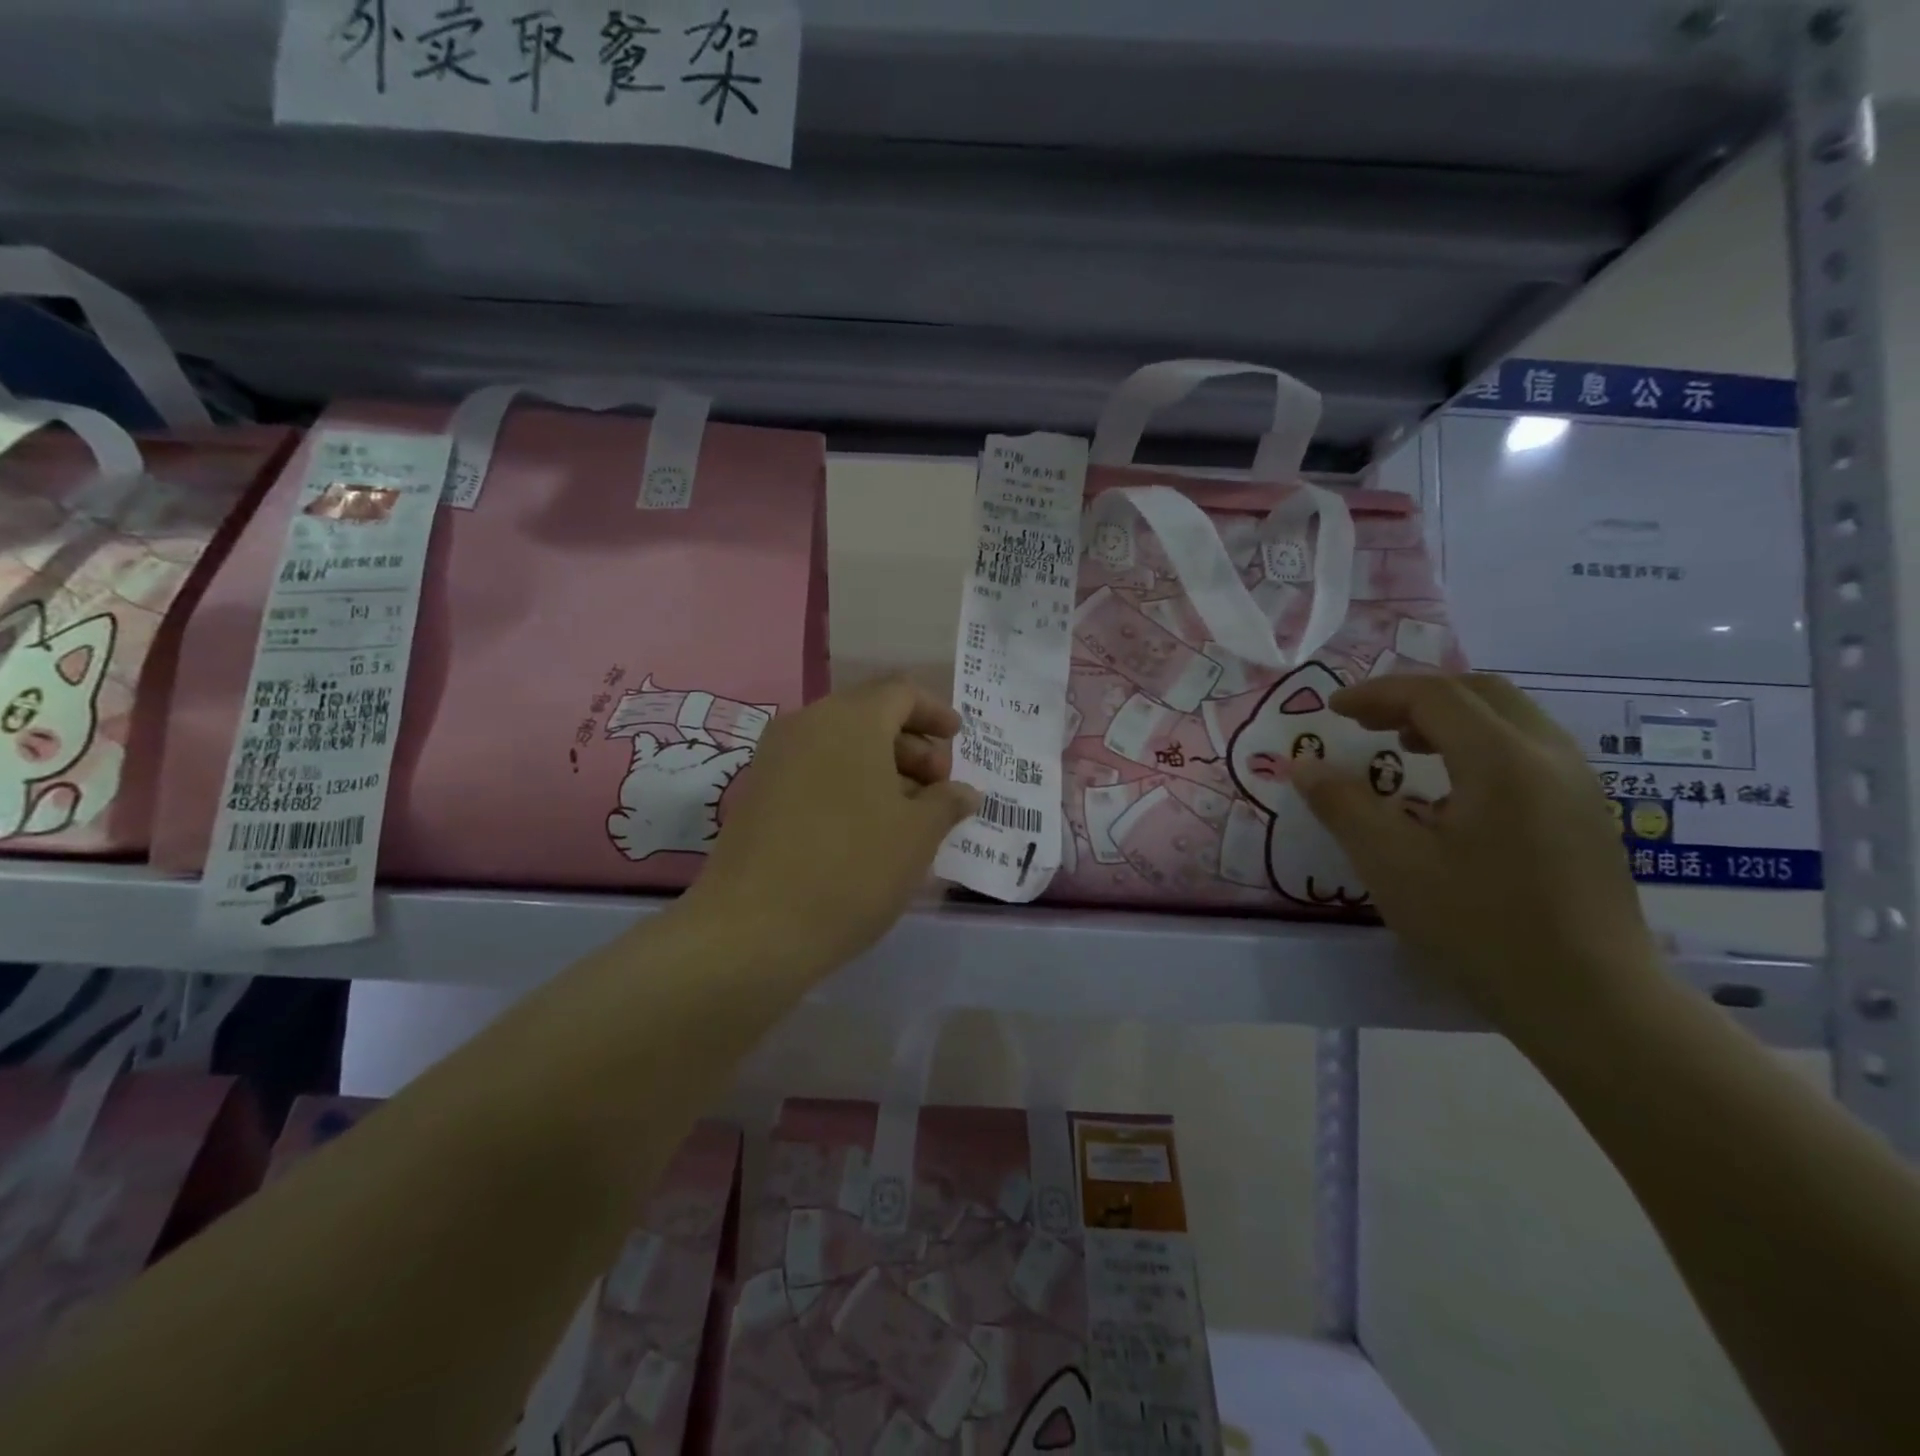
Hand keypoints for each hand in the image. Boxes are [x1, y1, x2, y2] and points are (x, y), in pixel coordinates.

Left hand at [688, 676, 980, 975]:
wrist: (752, 928)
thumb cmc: (851, 868)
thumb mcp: (916, 836)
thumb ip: (946, 803)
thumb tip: (963, 791)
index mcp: (851, 719)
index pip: (901, 693)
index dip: (935, 712)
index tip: (959, 739)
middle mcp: (807, 724)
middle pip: (870, 716)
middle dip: (912, 746)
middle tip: (938, 788)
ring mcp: (775, 758)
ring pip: (841, 746)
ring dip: (882, 768)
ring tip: (910, 814)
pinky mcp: (757, 793)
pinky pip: (815, 770)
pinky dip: (849, 784)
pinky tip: (868, 828)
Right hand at [1291, 672, 1663, 1039]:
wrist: (1593, 1004)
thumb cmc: (1482, 928)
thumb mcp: (1393, 866)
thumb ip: (1343, 806)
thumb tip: (1304, 765)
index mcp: (1503, 759)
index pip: (1434, 695)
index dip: (1376, 693)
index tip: (1332, 711)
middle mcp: (1550, 756)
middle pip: (1479, 692)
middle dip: (1415, 697)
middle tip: (1366, 722)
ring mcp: (1578, 785)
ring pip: (1510, 718)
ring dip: (1449, 718)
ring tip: (1404, 748)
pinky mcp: (1587, 815)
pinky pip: (1527, 750)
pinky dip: (1479, 744)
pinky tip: (1453, 791)